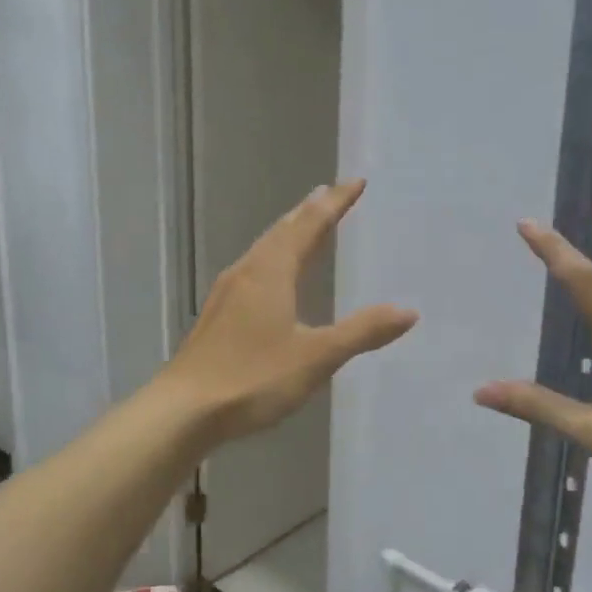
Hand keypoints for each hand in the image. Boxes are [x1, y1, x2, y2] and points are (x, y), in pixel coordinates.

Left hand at [163, 178, 417, 444]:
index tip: (356, 182)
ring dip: (287, 234)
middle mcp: (246, 272)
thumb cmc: (253, 378)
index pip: (309, 225)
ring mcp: (226, 294)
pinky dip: (272, 260)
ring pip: (263, 250)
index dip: (335, 203)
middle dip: (308, 212)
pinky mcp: (216, 316)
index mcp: (271, 272)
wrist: (183, 410)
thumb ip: (362, 332)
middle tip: (329, 194)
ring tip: (304, 228)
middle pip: (281, 231)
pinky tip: (271, 280)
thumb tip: (408, 311)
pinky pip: (252, 272)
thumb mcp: (316, 357)